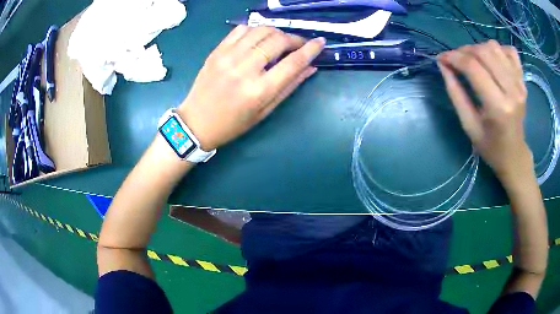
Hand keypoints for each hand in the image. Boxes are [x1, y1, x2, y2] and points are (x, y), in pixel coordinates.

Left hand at [177, 26, 324, 150]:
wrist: (196, 122)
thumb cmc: (233, 123)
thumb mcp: (265, 111)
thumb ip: (289, 87)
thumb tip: (311, 67)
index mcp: (259, 91)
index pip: (293, 62)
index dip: (311, 49)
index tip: (320, 42)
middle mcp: (244, 69)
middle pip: (277, 40)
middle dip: (294, 39)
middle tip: (298, 44)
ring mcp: (228, 57)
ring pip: (261, 30)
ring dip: (276, 32)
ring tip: (279, 41)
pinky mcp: (217, 51)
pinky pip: (241, 30)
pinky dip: (255, 30)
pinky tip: (258, 39)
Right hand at [438, 40, 532, 184]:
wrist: (514, 155)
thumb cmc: (490, 146)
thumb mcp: (468, 125)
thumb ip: (455, 93)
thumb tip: (443, 65)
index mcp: (497, 106)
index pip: (472, 67)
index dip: (453, 57)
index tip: (441, 59)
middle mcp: (511, 90)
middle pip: (484, 52)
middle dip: (465, 51)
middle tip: (457, 61)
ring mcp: (520, 84)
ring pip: (495, 47)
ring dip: (479, 49)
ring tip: (474, 61)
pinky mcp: (523, 81)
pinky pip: (510, 51)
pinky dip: (498, 50)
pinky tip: (493, 61)